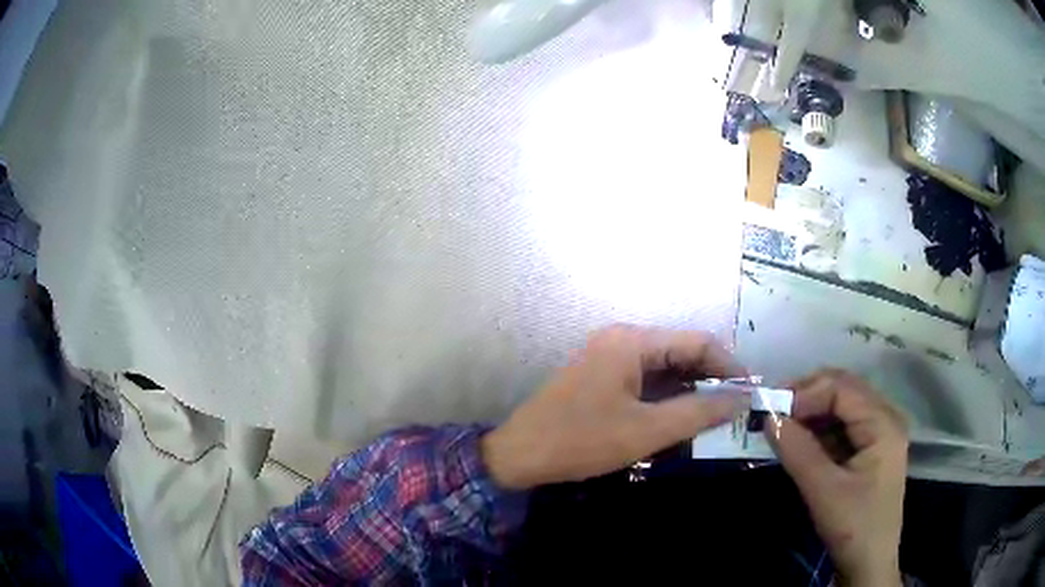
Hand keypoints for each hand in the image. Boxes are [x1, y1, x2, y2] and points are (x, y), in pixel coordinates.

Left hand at [482, 325, 746, 489]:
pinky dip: (669, 396)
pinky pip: (647, 380)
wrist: (518, 455)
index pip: (698, 342)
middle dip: (712, 378)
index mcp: (633, 342)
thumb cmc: (581, 441)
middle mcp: (623, 340)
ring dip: (692, 388)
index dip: (729, 366)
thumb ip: (697, 412)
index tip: (751, 393)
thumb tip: (740, 400)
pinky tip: (684, 416)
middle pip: (682, 351)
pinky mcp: (602, 377)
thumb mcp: (645, 431)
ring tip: (717, 415)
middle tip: (737, 408)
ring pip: (666, 367)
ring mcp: (610, 357)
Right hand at [766, 369, 907, 586]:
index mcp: (883, 423)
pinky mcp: (871, 449)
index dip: (806, 393)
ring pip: (843, 406)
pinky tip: (801, 442)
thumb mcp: (824, 491)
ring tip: (782, 427)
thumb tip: (768, 417)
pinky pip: (843, 426)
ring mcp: (880, 433)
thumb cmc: (854, 528)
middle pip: (845, 390)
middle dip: (808, 396)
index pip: (842, 388)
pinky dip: (820, 429)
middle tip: (774, 413)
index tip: (771, 410)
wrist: (869, 562)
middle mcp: (886, 418)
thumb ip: (798, 452)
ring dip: (812, 412)